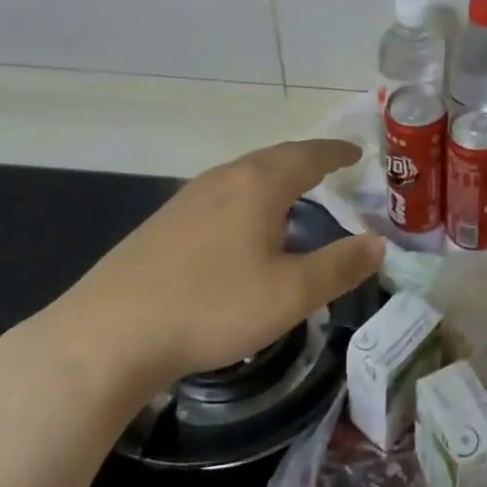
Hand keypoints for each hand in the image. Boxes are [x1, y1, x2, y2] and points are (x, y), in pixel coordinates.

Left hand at [29, 139, 384, 414]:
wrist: (108, 335)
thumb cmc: (211, 307)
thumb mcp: (291, 295)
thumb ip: (339, 267)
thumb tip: (379, 244)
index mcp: (259, 184)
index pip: (309, 155)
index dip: (336, 152)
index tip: (357, 151)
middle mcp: (225, 179)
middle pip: (275, 157)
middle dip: (307, 159)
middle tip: (332, 167)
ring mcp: (188, 198)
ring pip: (244, 174)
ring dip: (275, 176)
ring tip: (294, 191)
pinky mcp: (164, 222)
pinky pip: (222, 193)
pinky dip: (249, 195)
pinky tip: (243, 224)